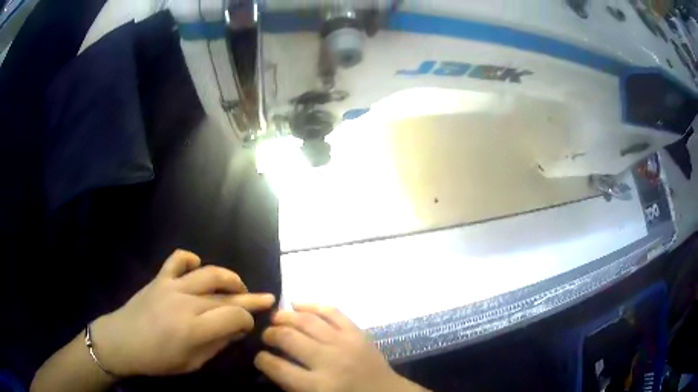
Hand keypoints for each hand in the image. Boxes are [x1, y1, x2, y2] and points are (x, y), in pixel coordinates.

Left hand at [91, 249, 275, 376]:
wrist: (122, 341)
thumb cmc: (158, 360)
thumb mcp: (193, 363)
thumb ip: (217, 344)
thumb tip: (236, 330)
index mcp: (195, 329)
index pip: (235, 315)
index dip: (248, 319)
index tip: (249, 326)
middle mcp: (186, 302)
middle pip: (226, 294)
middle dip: (250, 297)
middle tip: (265, 299)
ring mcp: (172, 286)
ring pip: (209, 272)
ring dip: (229, 278)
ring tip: (238, 285)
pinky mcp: (160, 278)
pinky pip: (179, 259)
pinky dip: (192, 260)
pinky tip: (198, 267)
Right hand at [254, 304, 427, 391]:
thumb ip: (292, 385)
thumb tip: (271, 364)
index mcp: (318, 386)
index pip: (278, 367)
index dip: (262, 360)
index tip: (259, 357)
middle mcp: (329, 361)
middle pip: (288, 338)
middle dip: (270, 334)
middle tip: (266, 336)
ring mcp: (345, 343)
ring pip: (306, 320)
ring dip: (285, 317)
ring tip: (275, 318)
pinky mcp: (357, 332)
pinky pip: (332, 311)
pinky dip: (312, 305)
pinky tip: (297, 305)